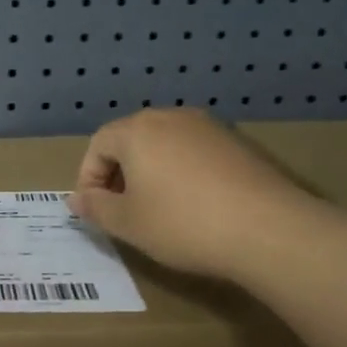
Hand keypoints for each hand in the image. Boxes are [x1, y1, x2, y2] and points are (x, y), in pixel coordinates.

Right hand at [70, 109, 312, 279]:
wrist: (269, 230)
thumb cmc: (183, 224)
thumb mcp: (127, 223)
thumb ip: (95, 207)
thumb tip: (77, 199)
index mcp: (138, 130)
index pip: (98, 145)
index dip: (88, 177)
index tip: (95, 210)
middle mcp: (172, 117)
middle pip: (131, 139)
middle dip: (119, 173)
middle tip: (122, 209)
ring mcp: (210, 127)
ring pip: (165, 144)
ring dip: (152, 172)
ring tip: (158, 208)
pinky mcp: (239, 143)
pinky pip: (195, 152)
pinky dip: (183, 172)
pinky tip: (195, 205)